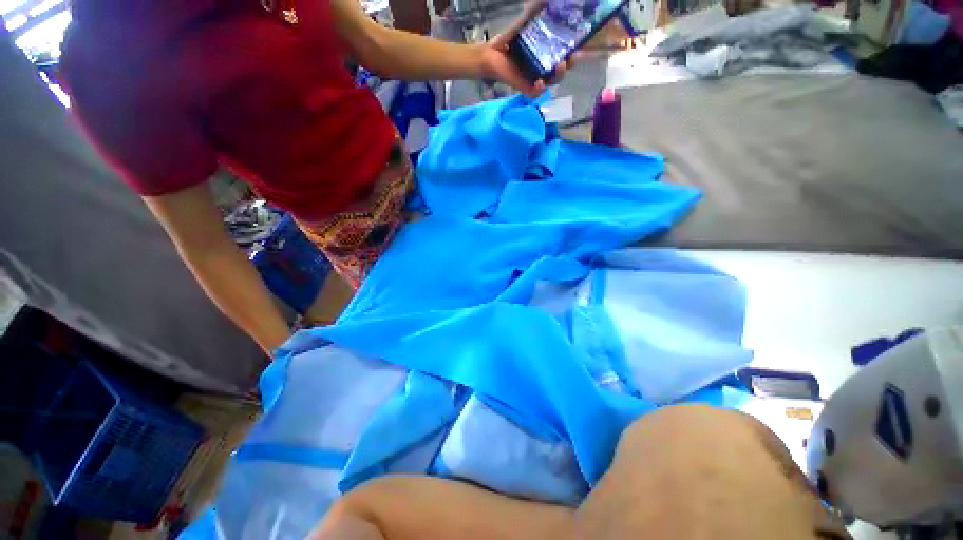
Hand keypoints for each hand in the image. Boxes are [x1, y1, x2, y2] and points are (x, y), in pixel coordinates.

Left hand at [479, 1, 574, 96]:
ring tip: (560, 65)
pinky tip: (539, 82)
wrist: (491, 54)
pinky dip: (539, 88)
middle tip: (572, 57)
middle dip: (569, 64)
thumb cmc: (509, 40)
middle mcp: (543, 67)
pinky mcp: (524, 87)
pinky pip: (535, 92)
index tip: (579, 46)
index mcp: (546, 53)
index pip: (564, 54)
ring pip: (551, 81)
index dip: (573, 52)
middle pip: (561, 70)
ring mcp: (534, 78)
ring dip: (558, 75)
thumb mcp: (524, 23)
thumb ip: (535, 12)